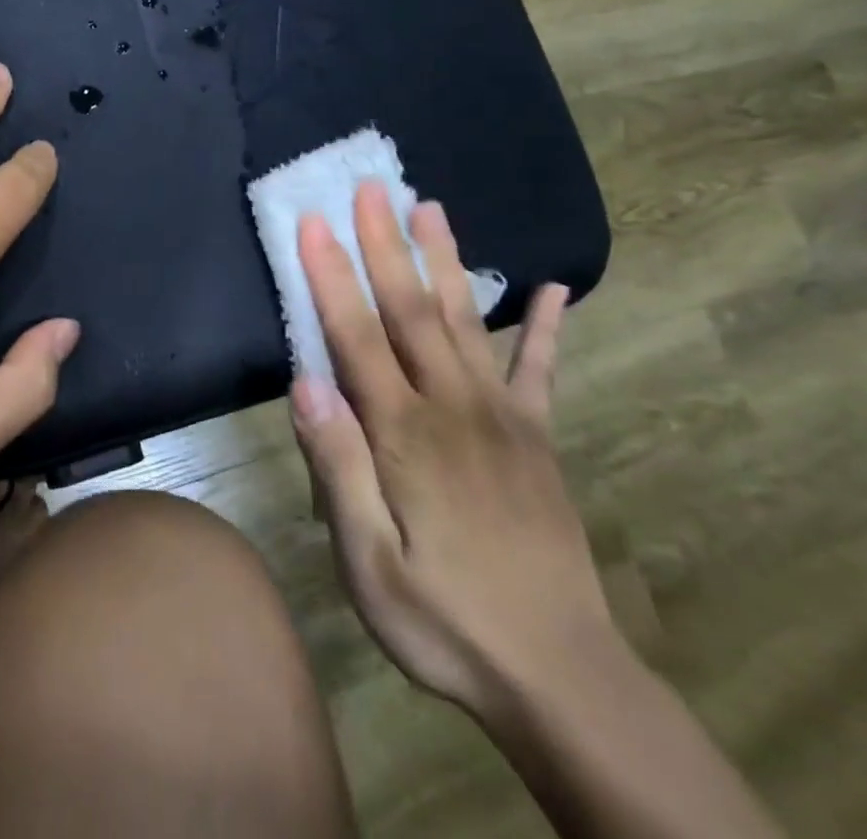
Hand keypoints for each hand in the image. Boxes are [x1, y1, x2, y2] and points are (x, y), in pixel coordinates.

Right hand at [289, 187, 608, 721]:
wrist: (560, 678)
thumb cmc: (445, 622)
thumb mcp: (369, 564)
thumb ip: (338, 468)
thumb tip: (306, 383)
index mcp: (405, 434)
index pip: (356, 336)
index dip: (331, 276)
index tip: (313, 223)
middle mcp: (453, 407)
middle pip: (410, 309)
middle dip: (385, 244)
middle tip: (372, 187)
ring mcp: (503, 417)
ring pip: (465, 321)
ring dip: (445, 260)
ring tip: (431, 208)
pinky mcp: (538, 438)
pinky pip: (541, 371)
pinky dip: (546, 327)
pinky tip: (556, 289)